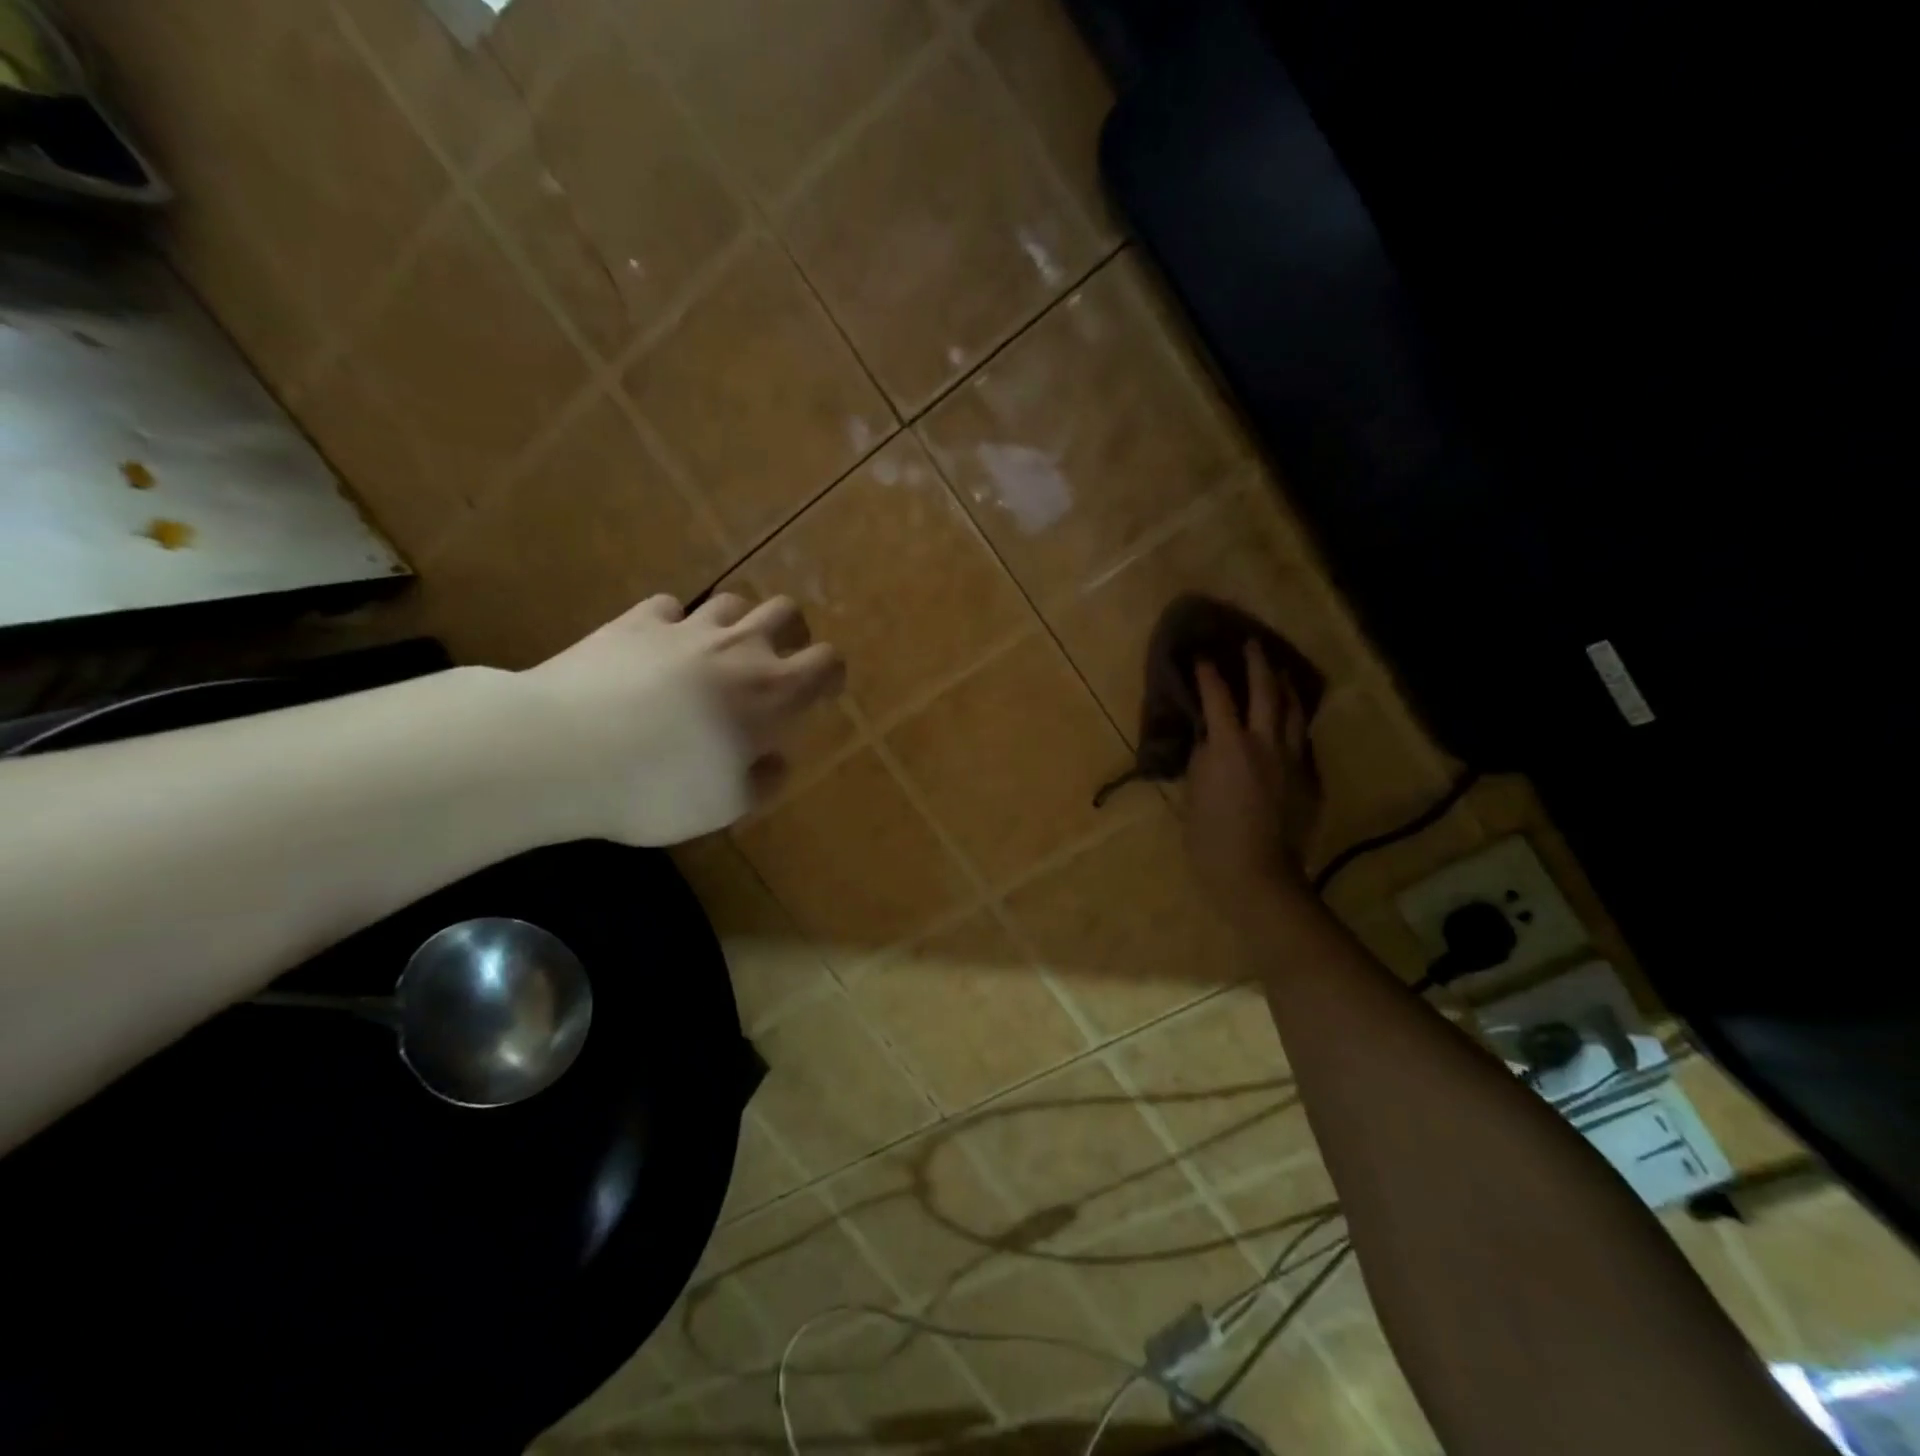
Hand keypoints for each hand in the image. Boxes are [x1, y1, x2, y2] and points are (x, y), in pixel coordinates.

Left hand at [521, 592, 843, 845]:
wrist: (560, 749)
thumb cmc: (657, 786)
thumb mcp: (724, 807)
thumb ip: (762, 780)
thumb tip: (774, 758)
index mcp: (771, 693)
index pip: (826, 663)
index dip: (831, 674)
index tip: (822, 692)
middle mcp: (737, 648)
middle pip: (786, 612)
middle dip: (792, 633)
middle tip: (778, 662)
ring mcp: (684, 628)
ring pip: (732, 603)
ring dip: (736, 624)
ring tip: (720, 655)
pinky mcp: (634, 621)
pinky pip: (669, 608)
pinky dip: (675, 624)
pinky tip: (660, 648)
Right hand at [1185, 642, 1319, 916]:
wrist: (1257, 874)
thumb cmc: (1210, 837)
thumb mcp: (1194, 791)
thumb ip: (1203, 757)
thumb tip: (1210, 737)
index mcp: (1230, 744)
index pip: (1217, 696)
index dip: (1208, 674)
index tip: (1202, 657)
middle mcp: (1266, 743)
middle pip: (1267, 691)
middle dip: (1257, 664)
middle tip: (1252, 645)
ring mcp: (1294, 761)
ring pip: (1294, 712)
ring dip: (1285, 688)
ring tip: (1278, 675)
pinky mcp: (1310, 781)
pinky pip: (1302, 743)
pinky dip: (1293, 727)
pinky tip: (1288, 727)